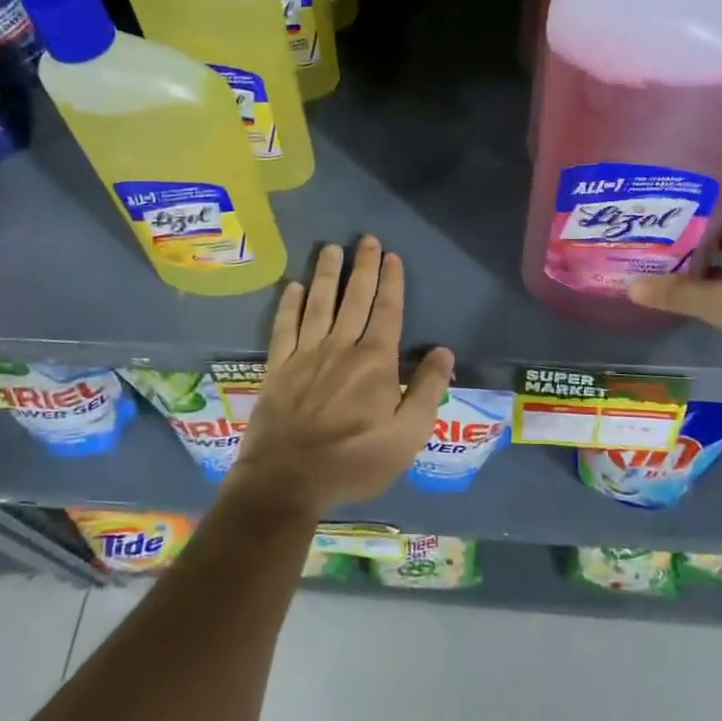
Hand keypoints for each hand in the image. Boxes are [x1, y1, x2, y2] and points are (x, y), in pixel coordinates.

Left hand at [227, 236, 455, 517]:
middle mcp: (340, 347)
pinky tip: (293, 287)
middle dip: (363, 267)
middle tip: (366, 239)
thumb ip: (427, 391)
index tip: (392, 256)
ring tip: (331, 248)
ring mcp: (305, 354)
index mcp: (375, 362)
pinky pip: (284, 327)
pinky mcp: (278, 367)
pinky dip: (289, 304)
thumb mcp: (407, 437)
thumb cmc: (354, 463)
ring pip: (319, 304)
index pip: (387, 312)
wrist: (286, 481)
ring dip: (327, 274)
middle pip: (355, 298)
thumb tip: (444, 351)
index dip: (392, 282)